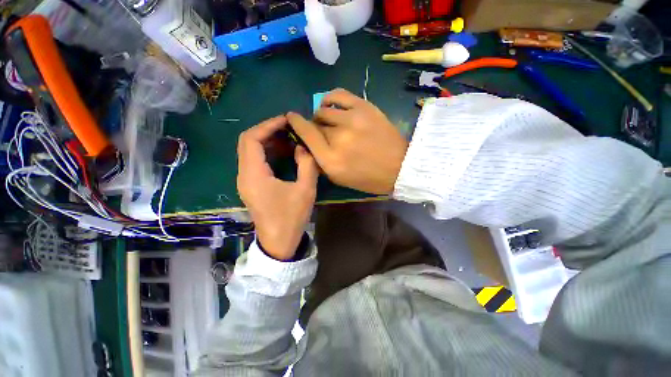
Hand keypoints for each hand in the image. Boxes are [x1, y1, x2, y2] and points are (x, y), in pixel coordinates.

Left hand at [237, 116, 318, 259]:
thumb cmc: (291, 218)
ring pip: (251, 151)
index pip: (252, 139)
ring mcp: (245, 180)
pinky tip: (285, 153)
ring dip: (269, 141)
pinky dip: (269, 152)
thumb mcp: (305, 190)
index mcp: (254, 175)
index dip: (268, 125)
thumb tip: (303, 146)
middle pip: (248, 142)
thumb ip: (307, 164)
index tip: (287, 121)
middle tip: (290, 129)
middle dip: (269, 131)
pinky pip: (255, 161)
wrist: (279, 242)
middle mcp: (244, 174)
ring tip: (290, 139)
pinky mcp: (251, 185)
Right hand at [287, 89, 407, 194]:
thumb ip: (320, 161)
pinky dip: (330, 100)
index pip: (305, 134)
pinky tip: (333, 107)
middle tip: (323, 134)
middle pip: (315, 124)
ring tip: (330, 122)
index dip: (295, 124)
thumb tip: (307, 143)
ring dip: (323, 117)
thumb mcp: (339, 178)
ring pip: (324, 110)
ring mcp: (352, 119)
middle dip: (315, 128)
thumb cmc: (368, 178)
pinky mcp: (364, 107)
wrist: (399, 167)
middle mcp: (338, 138)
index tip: (291, 118)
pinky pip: (338, 95)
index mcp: (331, 159)